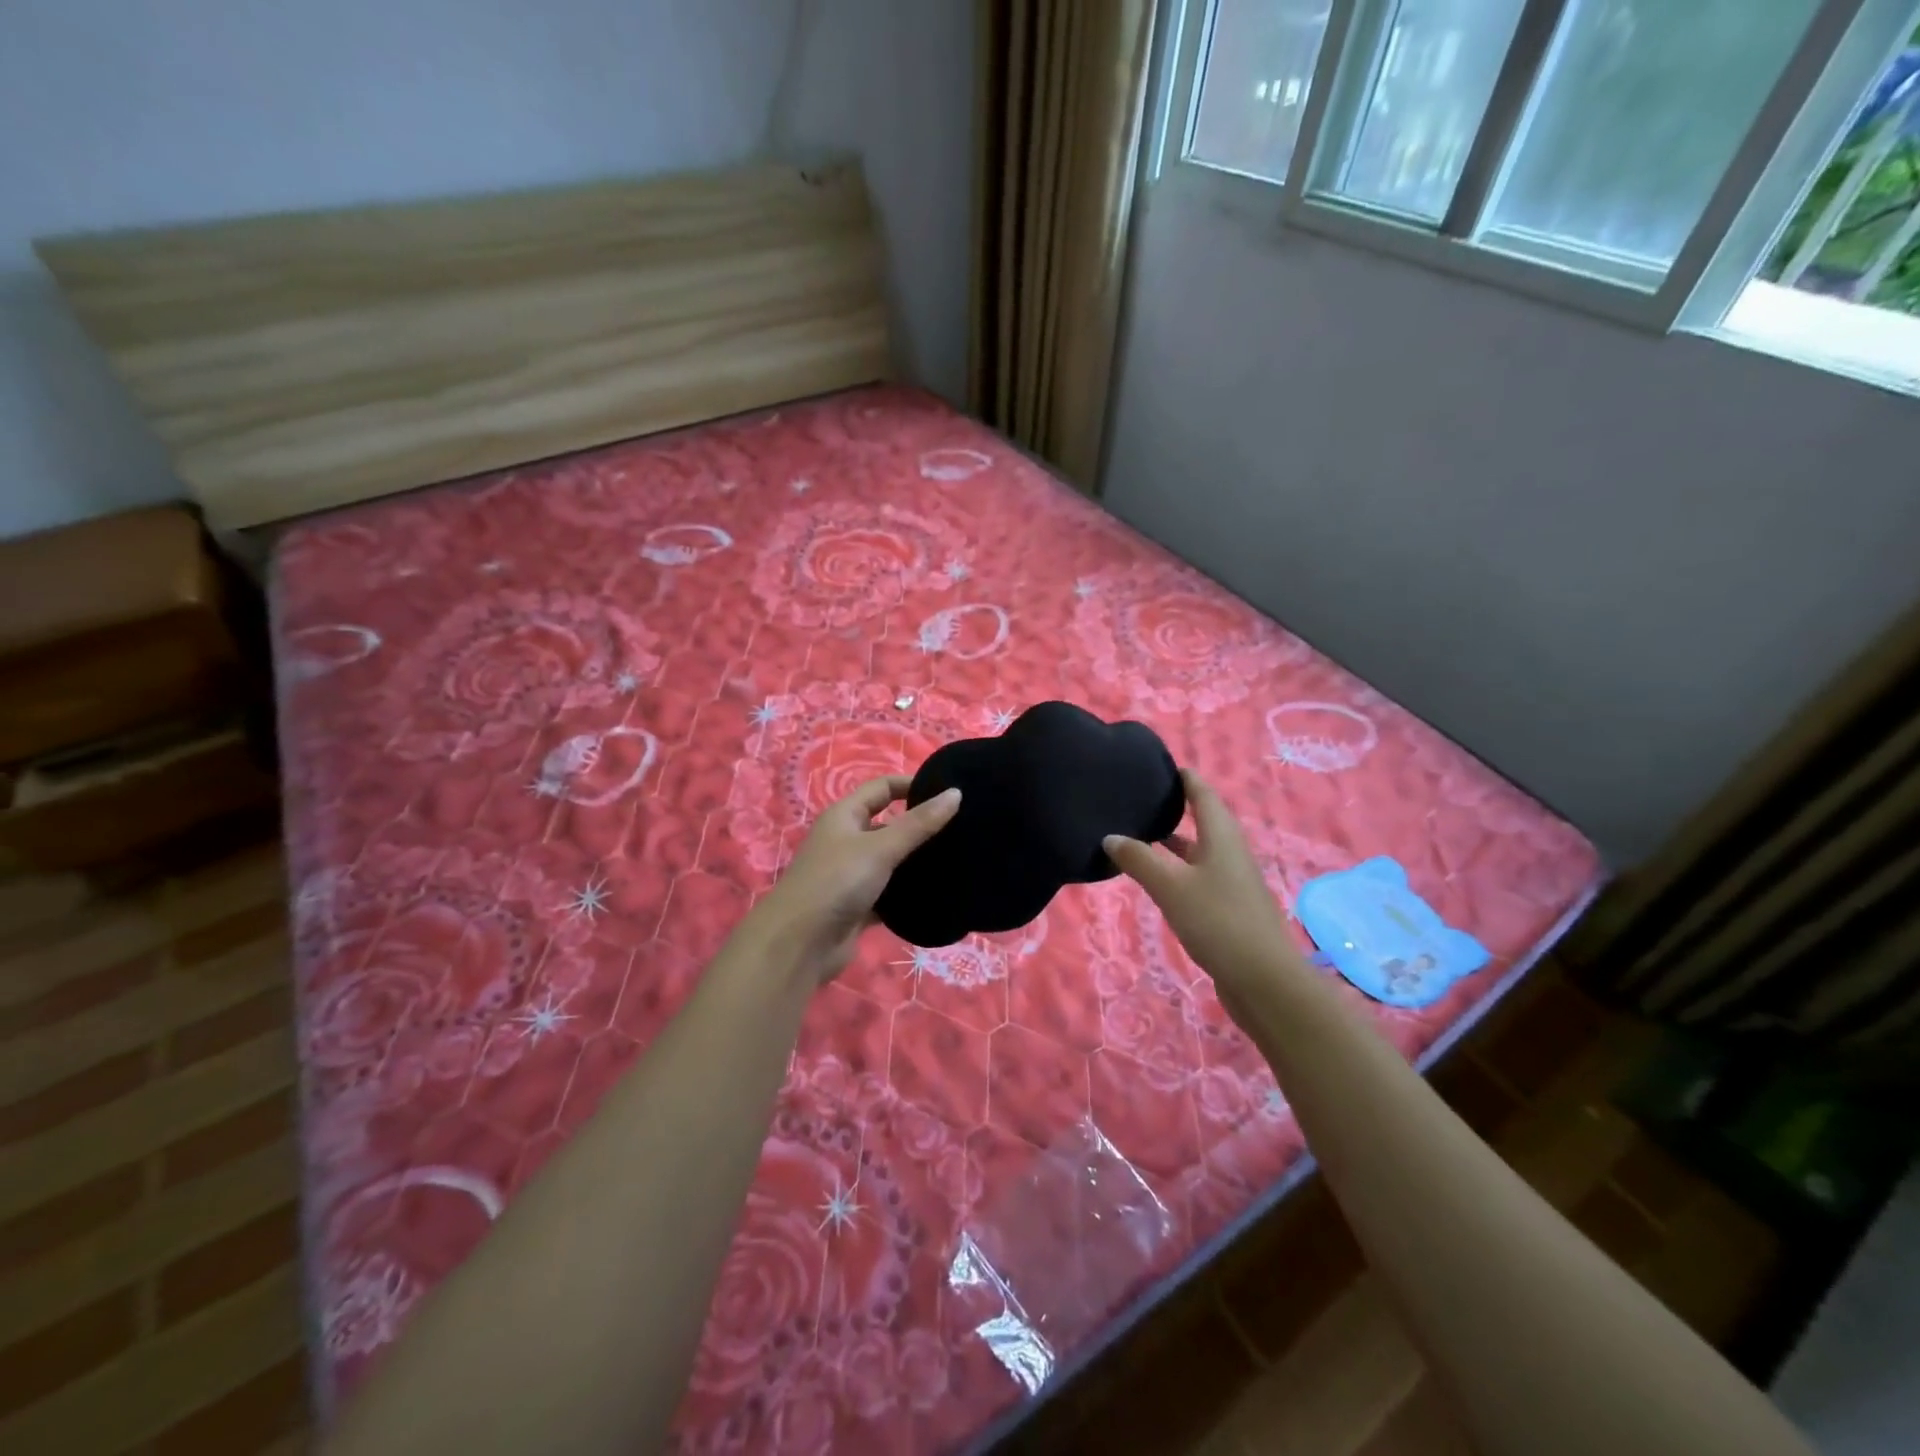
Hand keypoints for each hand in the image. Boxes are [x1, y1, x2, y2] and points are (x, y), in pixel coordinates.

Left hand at [747, 776, 961, 986]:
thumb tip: (955, 793)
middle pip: (888, 825)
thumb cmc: (837, 882)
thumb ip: (919, 823)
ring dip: (916, 862)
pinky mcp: (857, 907)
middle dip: (920, 826)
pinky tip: (939, 895)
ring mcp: (850, 875)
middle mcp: (846, 841)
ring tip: (958, 860)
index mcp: (844, 816)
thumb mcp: (880, 847)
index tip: (949, 792)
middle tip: (962, 829)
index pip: (882, 788)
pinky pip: (889, 894)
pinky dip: (908, 894)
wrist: (799, 944)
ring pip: (891, 862)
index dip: (912, 785)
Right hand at [1103, 769, 1301, 1008]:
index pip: (1203, 794)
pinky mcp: (1230, 908)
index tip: (1159, 766)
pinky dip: (1178, 869)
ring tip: (1140, 835)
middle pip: (1204, 821)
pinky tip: (1157, 880)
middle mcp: (1230, 853)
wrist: (1264, 981)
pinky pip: (1200, 876)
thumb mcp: (1170, 887)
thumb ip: (1139, 860)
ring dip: (1174, 842)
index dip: (1184, 778)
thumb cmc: (1217, 922)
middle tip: (1140, 800)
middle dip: (1175, 808)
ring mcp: (1233, 882)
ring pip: (1200, 851)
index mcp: (1222, 837)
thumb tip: (1110, 836)